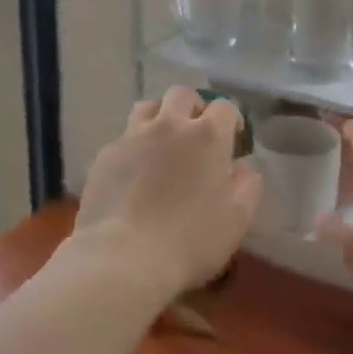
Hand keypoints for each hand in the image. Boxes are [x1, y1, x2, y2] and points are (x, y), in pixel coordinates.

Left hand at [70, 87, 261, 298]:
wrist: (122, 258)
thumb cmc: (190, 239)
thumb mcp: (238, 218)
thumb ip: (248, 184)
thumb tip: (243, 167)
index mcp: (207, 135)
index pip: (225, 107)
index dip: (232, 120)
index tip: (233, 140)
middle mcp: (169, 125)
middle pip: (182, 95)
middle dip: (194, 108)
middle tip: (197, 134)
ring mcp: (132, 136)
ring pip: (148, 107)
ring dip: (160, 117)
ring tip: (163, 143)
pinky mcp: (104, 155)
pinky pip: (124, 137)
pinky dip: (135, 145)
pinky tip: (135, 171)